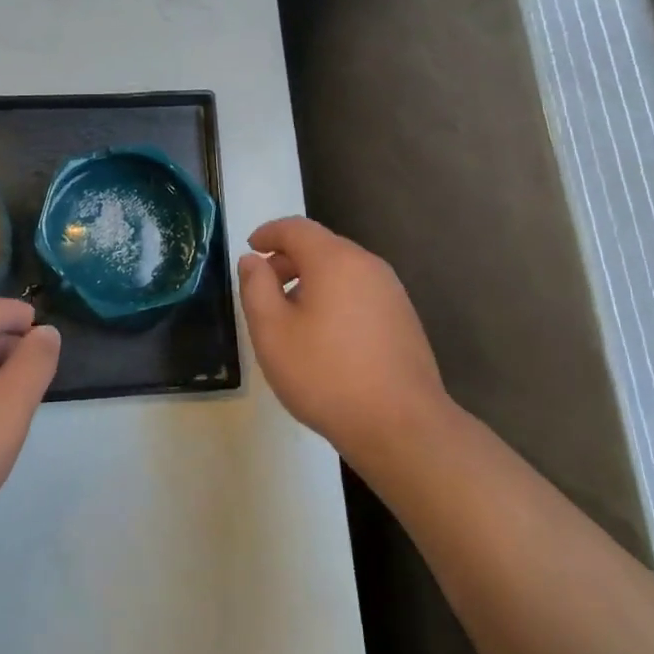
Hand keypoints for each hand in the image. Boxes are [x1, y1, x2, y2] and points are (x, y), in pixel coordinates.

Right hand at [237, 217, 448, 474]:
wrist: (401, 425)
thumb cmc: (326, 374)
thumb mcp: (272, 332)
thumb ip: (256, 288)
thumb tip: (253, 260)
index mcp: (335, 260)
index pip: (296, 228)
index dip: (268, 233)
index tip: (250, 248)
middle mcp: (367, 265)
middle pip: (322, 246)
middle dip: (289, 259)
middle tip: (264, 286)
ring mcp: (392, 292)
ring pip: (343, 270)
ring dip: (312, 280)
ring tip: (291, 315)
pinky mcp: (403, 318)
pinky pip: (360, 292)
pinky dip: (335, 297)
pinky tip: (325, 335)